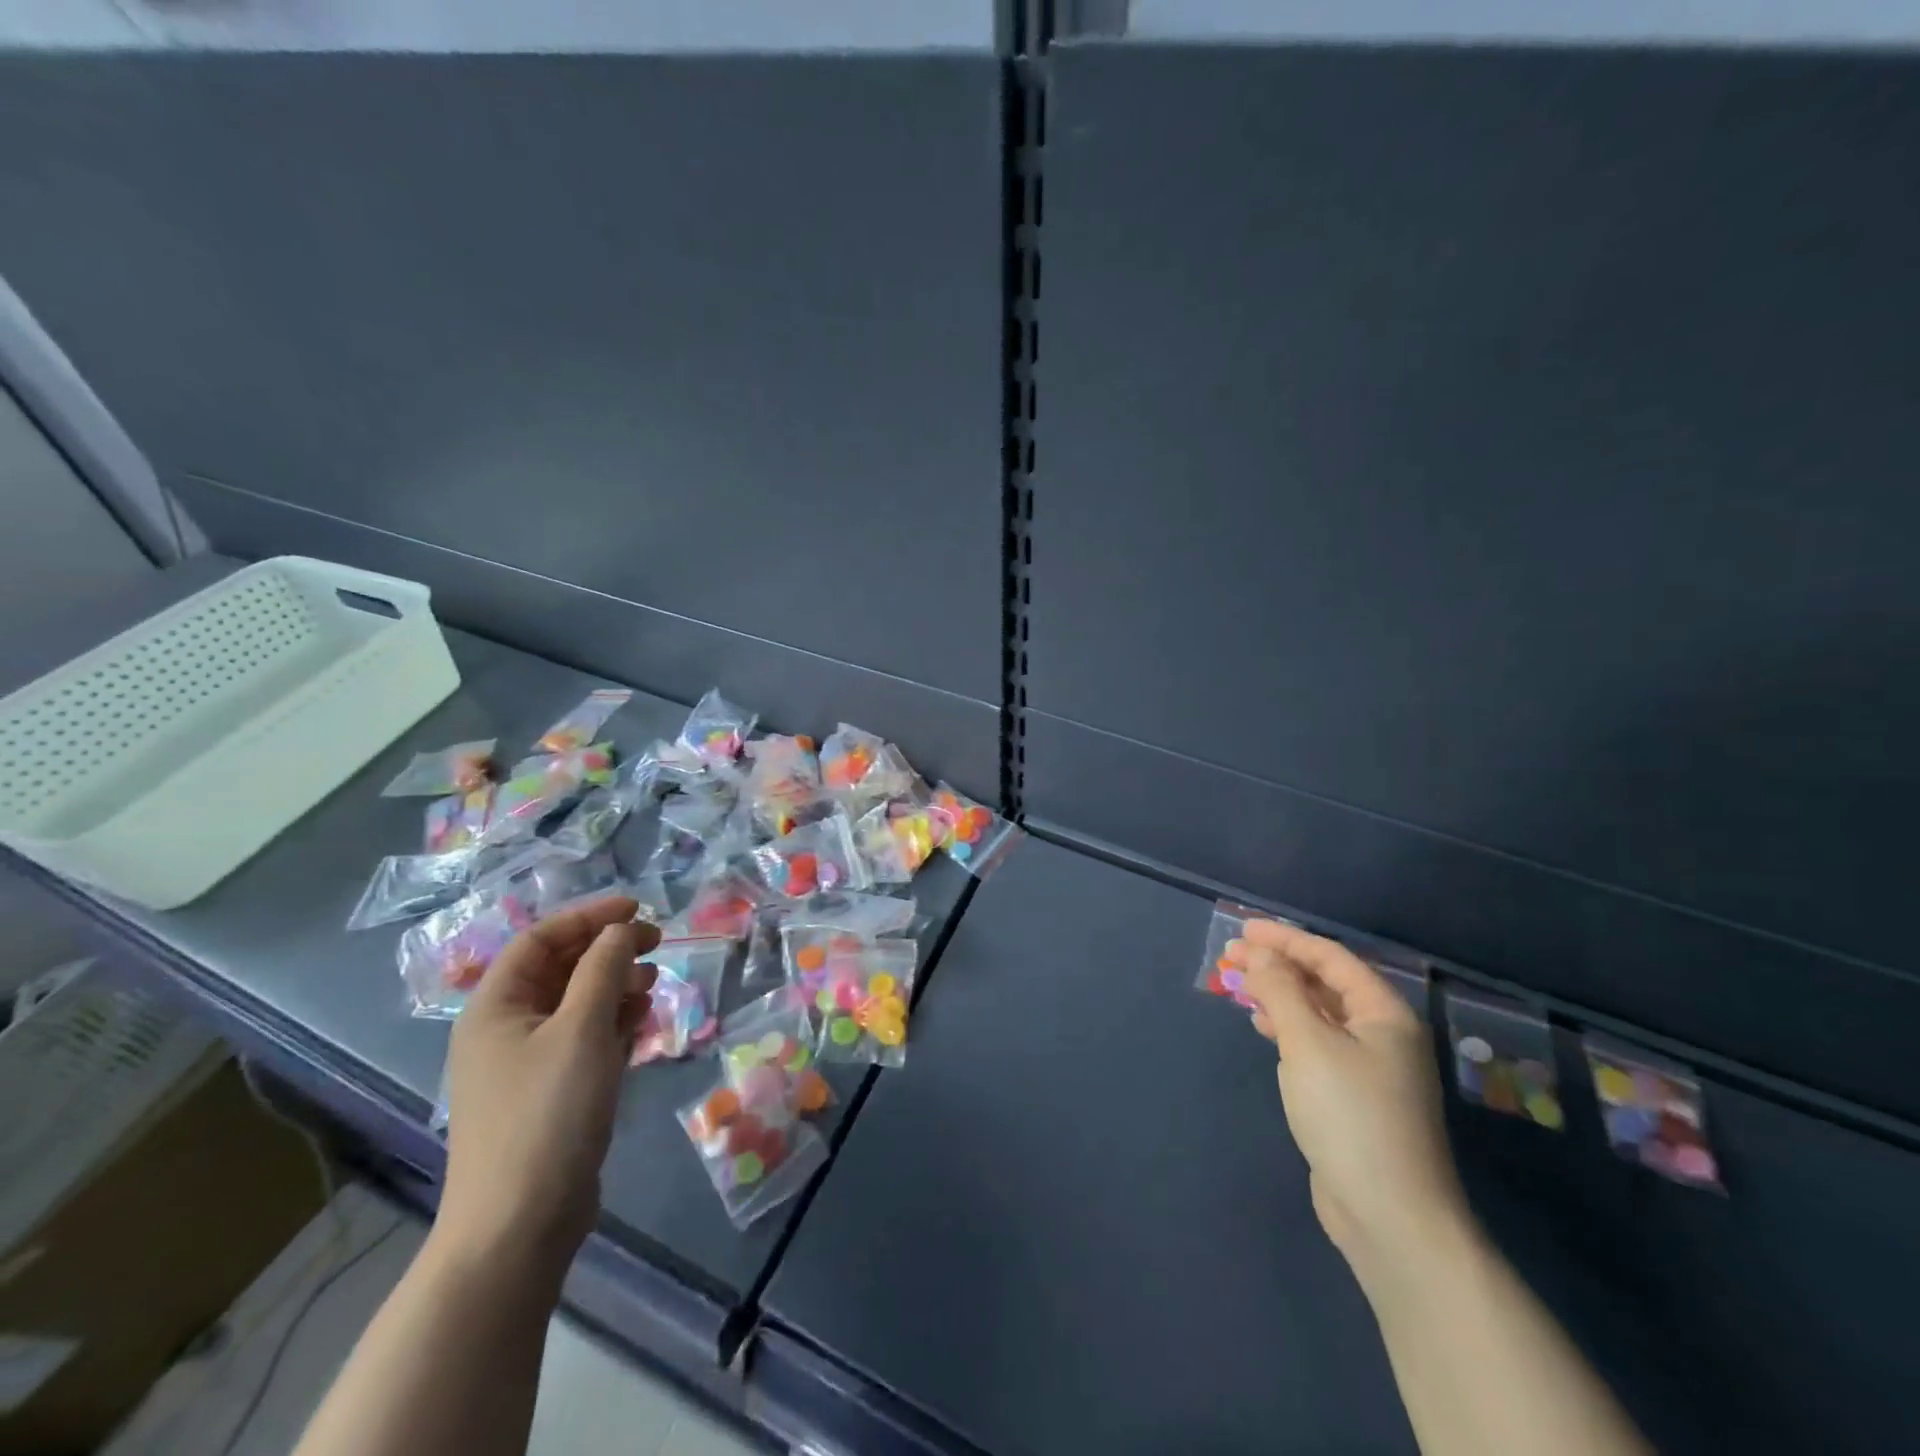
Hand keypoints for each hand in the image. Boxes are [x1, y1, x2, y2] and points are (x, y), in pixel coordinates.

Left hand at [438, 897, 658, 1278]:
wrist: (520, 1226)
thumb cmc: (547, 1114)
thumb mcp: (581, 1030)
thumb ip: (603, 969)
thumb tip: (620, 928)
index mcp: (496, 1007)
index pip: (541, 939)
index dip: (588, 916)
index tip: (638, 910)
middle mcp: (506, 1029)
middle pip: (560, 969)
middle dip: (608, 951)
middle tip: (656, 946)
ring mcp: (527, 1064)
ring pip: (577, 1004)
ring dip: (615, 986)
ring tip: (652, 988)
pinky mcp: (551, 1093)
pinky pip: (584, 1039)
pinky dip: (613, 1024)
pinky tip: (640, 1025)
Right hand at [1236, 921, 1472, 1290]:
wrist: (1391, 1217)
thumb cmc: (1350, 1116)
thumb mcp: (1308, 1043)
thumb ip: (1280, 990)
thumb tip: (1259, 954)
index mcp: (1384, 1013)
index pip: (1330, 957)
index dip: (1285, 939)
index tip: (1243, 930)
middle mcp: (1382, 1033)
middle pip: (1324, 983)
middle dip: (1278, 965)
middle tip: (1231, 956)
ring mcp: (1371, 1067)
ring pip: (1318, 1013)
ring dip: (1279, 995)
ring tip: (1239, 986)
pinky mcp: (1354, 1096)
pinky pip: (1317, 1043)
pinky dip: (1288, 1027)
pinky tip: (1264, 1027)